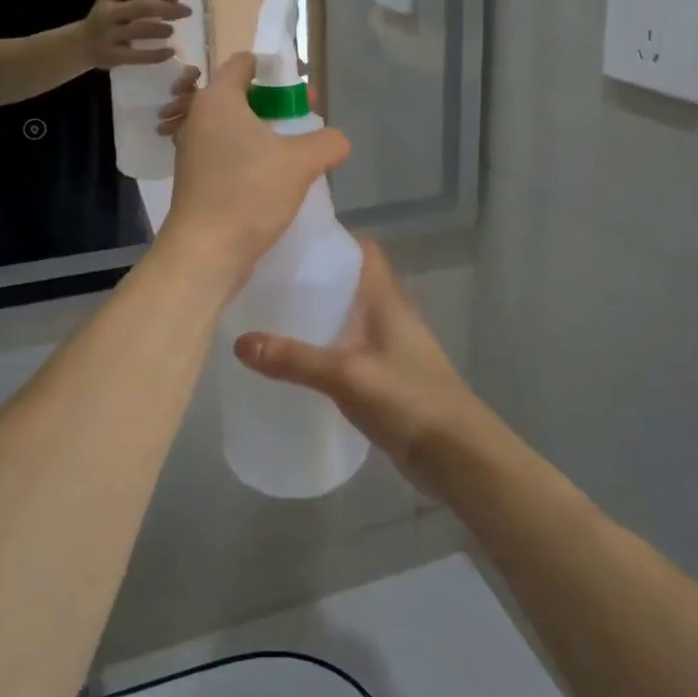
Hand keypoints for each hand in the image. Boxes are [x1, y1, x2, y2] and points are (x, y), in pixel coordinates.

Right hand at [81, 0, 190, 69]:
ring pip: (140, 30)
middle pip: (142, 7)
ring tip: (172, 30)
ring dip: (160, 29)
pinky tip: (171, 52)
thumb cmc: (106, 21)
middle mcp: (107, 13)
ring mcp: (108, 35)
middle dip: (167, 8)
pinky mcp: (112, 56)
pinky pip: (138, 56)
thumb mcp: (115, 3)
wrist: (79, 46)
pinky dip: (157, 54)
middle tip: (186, 12)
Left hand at [159, 53, 349, 279]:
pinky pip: (229, 152)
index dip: (277, 67)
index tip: (304, 84)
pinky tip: (277, 176)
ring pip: (236, 126)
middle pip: (242, 94)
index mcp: (218, 99)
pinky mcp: (197, 178)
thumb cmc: (249, 191)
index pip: (245, 63)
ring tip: (299, 149)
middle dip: (278, 102)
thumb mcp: (300, 161)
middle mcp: (199, 117)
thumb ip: (327, 141)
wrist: (205, 251)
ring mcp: (194, 149)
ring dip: (267, 132)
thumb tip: (339, 140)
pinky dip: (252, 155)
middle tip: (309, 116)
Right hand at [233, 240, 481, 494]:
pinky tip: (295, 360)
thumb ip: (295, 359)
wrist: (457, 456)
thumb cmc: (408, 399)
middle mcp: (389, 313)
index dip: (331, 241)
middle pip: (349, 282)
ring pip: (348, 316)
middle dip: (313, 278)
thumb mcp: (346, 375)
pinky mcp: (385, 376)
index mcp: (386, 298)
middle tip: (267, 279)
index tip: (290, 242)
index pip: (362, 250)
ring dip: (318, 314)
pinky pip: (349, 348)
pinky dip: (325, 347)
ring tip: (271, 314)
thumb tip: (240, 342)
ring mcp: (389, 346)